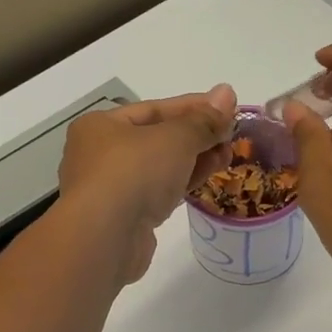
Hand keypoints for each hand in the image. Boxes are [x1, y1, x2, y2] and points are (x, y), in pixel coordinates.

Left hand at [58, 86, 237, 284]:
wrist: (104, 239)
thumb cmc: (134, 173)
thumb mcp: (175, 138)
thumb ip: (204, 119)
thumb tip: (227, 92)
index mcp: (101, 125)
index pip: (155, 108)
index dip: (195, 106)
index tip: (229, 107)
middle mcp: (99, 154)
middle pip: (157, 138)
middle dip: (197, 135)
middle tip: (232, 136)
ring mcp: (110, 188)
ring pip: (159, 167)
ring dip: (194, 160)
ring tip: (227, 157)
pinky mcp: (123, 218)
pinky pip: (157, 192)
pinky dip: (181, 183)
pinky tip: (206, 179)